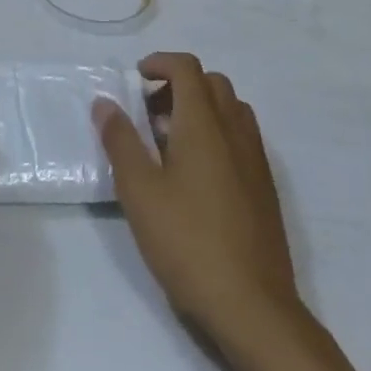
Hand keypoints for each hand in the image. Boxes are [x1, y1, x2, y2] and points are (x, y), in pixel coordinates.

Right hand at [97, 53, 299, 340]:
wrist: (254, 308)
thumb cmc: (189, 242)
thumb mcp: (140, 192)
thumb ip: (120, 141)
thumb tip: (104, 102)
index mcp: (204, 122)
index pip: (186, 67)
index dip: (160, 63)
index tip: (137, 78)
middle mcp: (234, 129)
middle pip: (211, 83)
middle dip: (179, 85)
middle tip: (151, 113)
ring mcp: (255, 158)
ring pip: (230, 108)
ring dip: (201, 109)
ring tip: (172, 143)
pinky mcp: (265, 187)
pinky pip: (242, 137)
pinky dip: (218, 134)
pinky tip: (198, 176)